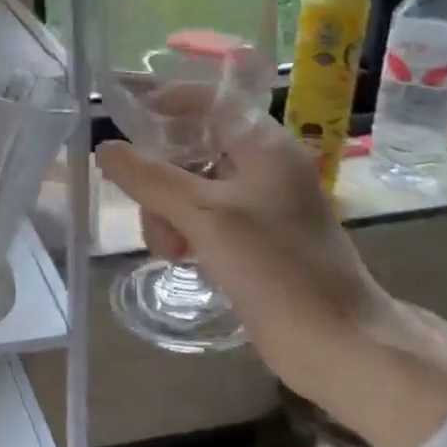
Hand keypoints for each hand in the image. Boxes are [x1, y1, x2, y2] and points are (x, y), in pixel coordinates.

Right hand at [96, 114, 446, 446]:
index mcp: (264, 146)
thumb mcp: (205, 216)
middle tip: (145, 209)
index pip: (207, 99)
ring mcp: (260, 204)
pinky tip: (180, 256)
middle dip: (158, 174)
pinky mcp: (256, 238)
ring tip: (168, 250)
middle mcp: (263, 166)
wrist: (342, 346)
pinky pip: (204, 216)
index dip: (164, 102)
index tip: (123, 121)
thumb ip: (150, 178)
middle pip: (191, 145)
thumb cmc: (278, 270)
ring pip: (191, 185)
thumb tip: (105, 147)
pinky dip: (184, 229)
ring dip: (166, 209)